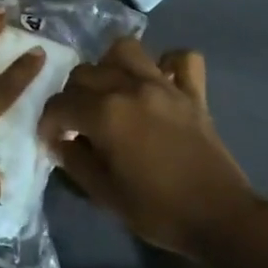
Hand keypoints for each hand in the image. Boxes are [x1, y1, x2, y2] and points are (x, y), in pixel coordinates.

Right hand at [41, 39, 260, 256]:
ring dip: (110, 65)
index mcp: (106, 114)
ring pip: (126, 50)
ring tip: (110, 91)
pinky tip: (159, 81)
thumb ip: (76, 162)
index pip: (61, 104)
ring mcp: (165, 86)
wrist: (219, 217)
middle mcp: (131, 89)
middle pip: (86, 72)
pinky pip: (182, 59)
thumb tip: (60, 142)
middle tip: (77, 121)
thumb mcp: (105, 195)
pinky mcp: (193, 92)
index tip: (51, 139)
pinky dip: (169, 63)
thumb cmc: (157, 211)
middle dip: (72, 95)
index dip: (48, 122)